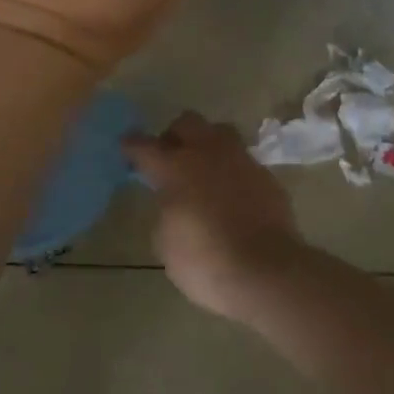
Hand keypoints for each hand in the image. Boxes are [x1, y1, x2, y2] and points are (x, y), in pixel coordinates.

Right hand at [125, 112, 308, 322]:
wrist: (266, 271)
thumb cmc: (206, 262)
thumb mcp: (166, 243)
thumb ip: (166, 212)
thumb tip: (174, 202)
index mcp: (176, 167)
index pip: (145, 146)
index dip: (132, 146)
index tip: (127, 147)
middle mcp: (208, 153)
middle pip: (187, 122)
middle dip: (174, 135)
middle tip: (170, 157)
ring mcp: (241, 160)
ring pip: (220, 132)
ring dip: (207, 144)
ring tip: (203, 169)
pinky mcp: (266, 175)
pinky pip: (243, 160)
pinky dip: (232, 170)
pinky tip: (231, 193)